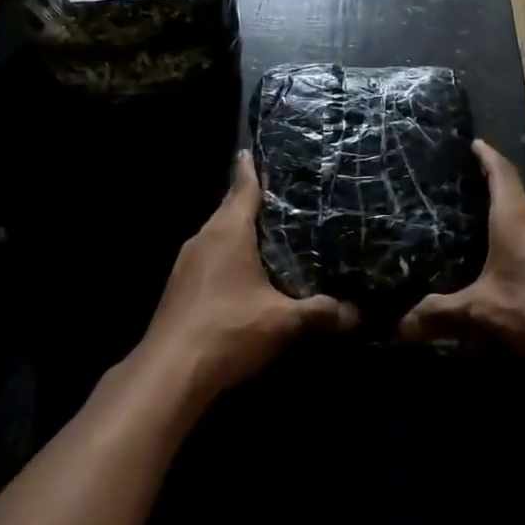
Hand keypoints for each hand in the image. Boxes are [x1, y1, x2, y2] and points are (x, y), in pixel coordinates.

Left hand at [136, 152, 356, 404]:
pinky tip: (244, 275)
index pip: (242, 188)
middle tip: (282, 199)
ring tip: (268, 235)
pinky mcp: (179, 288)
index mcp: (228, 231)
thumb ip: (320, 313)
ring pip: (218, 236)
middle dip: (251, 203)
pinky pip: (209, 258)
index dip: (250, 169)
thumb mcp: (282, 322)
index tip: (252, 151)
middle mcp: (204, 238)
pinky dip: (227, 256)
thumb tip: (356, 313)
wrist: (168, 373)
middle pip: (229, 210)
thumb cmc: (227, 331)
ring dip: (239, 233)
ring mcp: (186, 264)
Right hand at [400, 141, 524, 366]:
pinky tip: (521, 284)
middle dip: (495, 200)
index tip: (476, 144)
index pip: (501, 173)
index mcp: (517, 218)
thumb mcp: (482, 315)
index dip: (487, 157)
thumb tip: (400, 327)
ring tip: (489, 245)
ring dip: (514, 235)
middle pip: (517, 202)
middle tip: (468, 202)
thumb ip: (440, 316)